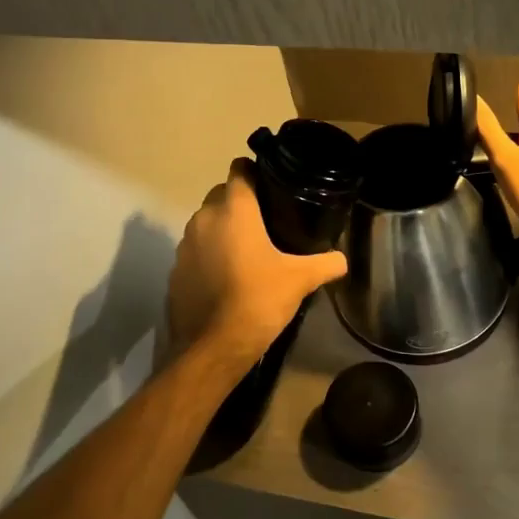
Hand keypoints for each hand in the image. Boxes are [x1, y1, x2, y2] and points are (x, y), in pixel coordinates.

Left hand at [167, 160, 348, 367]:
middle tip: (267, 219)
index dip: (255, 172)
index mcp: (234, 211)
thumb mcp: (299, 280)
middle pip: (221, 195)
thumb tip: (343, 259)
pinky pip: (195, 250)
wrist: (212, 348)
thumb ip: (325, 264)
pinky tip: (227, 275)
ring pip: (206, 222)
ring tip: (248, 248)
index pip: (239, 170)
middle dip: (240, 201)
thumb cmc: (257, 300)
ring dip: (223, 228)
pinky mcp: (175, 271)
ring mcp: (185, 245)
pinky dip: (209, 254)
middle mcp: (204, 219)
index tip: (272, 184)